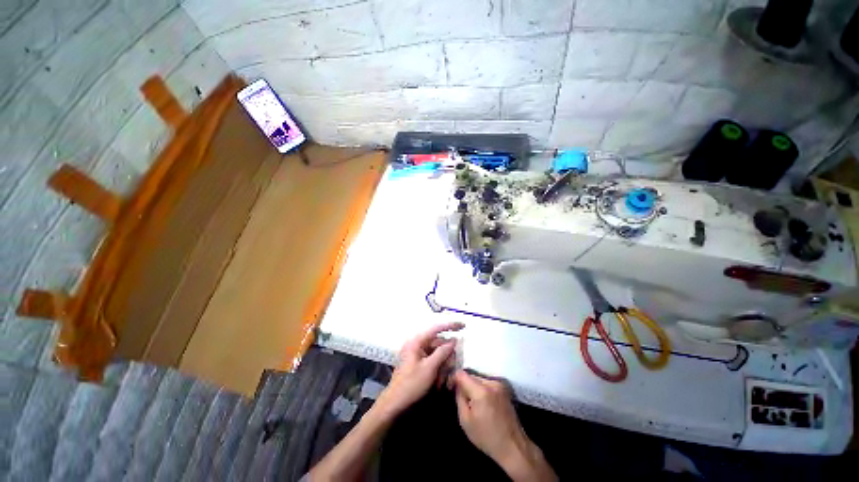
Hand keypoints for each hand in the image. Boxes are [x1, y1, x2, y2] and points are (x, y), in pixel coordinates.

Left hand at [374, 322, 463, 417]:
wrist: (394, 403)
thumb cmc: (411, 384)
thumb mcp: (429, 368)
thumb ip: (442, 352)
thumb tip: (453, 340)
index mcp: (417, 341)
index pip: (436, 328)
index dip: (450, 326)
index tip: (463, 325)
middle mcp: (417, 344)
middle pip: (438, 343)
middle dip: (447, 354)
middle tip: (453, 365)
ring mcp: (417, 354)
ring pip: (436, 353)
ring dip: (443, 364)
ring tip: (444, 379)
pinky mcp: (418, 363)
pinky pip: (432, 361)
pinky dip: (438, 368)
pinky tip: (440, 381)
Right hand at [452, 371, 556, 481]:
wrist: (513, 446)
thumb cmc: (487, 437)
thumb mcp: (465, 421)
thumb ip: (459, 398)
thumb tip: (457, 385)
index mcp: (481, 391)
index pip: (461, 374)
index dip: (453, 378)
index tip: (450, 387)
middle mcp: (491, 383)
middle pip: (471, 375)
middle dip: (464, 383)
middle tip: (460, 396)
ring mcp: (499, 384)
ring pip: (479, 378)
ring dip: (472, 386)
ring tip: (471, 401)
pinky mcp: (504, 388)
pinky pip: (487, 382)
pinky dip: (481, 388)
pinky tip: (482, 402)